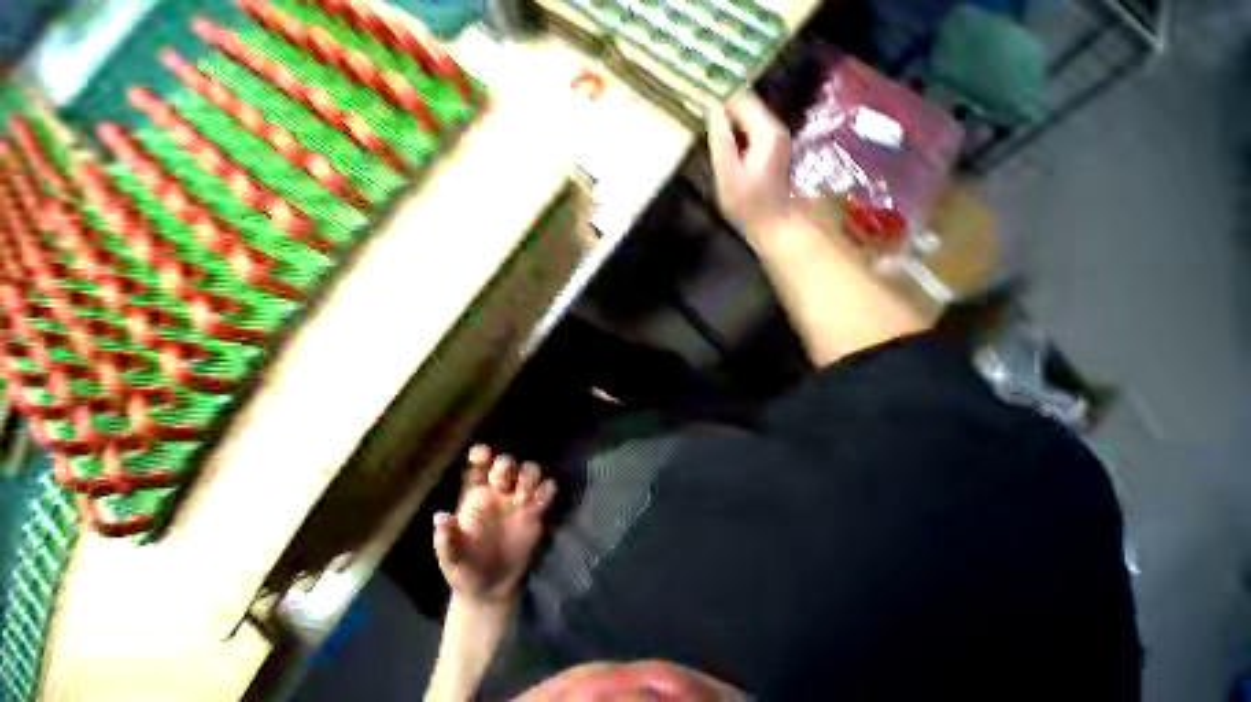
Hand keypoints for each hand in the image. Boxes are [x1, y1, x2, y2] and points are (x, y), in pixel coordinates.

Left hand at [433, 445, 556, 603]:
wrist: (492, 589)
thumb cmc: (466, 568)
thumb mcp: (453, 558)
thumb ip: (447, 539)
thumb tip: (440, 517)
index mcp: (475, 496)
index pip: (478, 466)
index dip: (481, 455)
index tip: (482, 454)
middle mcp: (499, 491)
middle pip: (506, 464)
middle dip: (507, 465)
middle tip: (503, 482)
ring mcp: (519, 499)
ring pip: (530, 470)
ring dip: (529, 476)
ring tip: (523, 497)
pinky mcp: (537, 510)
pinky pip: (548, 489)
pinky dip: (546, 491)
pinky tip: (539, 505)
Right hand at [707, 92, 795, 242]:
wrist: (773, 224)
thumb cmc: (748, 205)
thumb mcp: (728, 175)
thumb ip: (721, 141)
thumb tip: (712, 108)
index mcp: (766, 131)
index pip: (741, 99)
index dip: (719, 97)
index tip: (697, 98)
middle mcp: (775, 128)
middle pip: (747, 106)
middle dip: (723, 106)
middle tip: (698, 110)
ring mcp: (776, 138)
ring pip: (749, 117)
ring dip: (729, 119)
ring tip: (706, 122)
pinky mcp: (772, 149)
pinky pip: (751, 130)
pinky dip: (736, 131)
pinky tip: (722, 140)